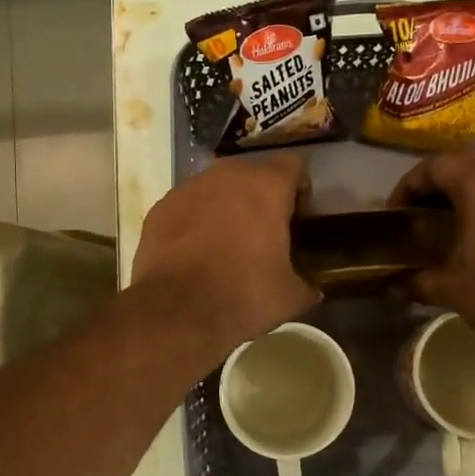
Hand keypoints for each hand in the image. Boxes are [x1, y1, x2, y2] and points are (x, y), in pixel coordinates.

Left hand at [132, 153, 319, 355]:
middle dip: (260, 195)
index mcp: (266, 187)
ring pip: (215, 188)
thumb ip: (306, 286)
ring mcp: (188, 189)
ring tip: (228, 239)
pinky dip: (194, 221)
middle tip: (265, 227)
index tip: (300, 211)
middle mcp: (227, 176)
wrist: (178, 310)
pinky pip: (187, 207)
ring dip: (225, 205)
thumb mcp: (288, 296)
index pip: (293, 165)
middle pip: (252, 173)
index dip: (299, 186)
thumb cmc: (244, 294)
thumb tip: (313, 292)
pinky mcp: (160, 208)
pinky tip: (196, 249)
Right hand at [389, 151, 474, 365]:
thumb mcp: (453, 290)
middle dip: (440, 180)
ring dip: (473, 185)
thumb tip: (395, 285)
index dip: (410, 185)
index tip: (397, 211)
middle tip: (423, 210)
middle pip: (468, 161)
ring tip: (457, 218)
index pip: (436, 166)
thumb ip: (420, 280)